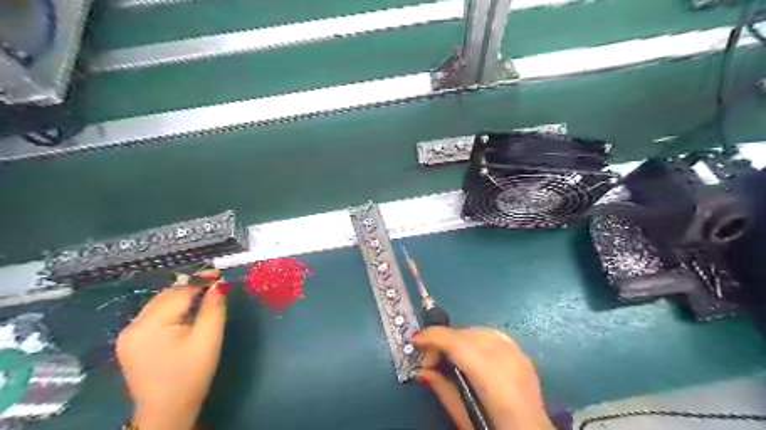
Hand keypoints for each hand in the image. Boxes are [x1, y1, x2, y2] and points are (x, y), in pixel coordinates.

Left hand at [114, 271, 225, 427]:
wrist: (166, 411)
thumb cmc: (191, 374)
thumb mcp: (208, 339)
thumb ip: (213, 308)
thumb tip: (218, 284)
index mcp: (150, 324)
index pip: (179, 292)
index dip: (200, 281)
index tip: (219, 274)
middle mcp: (133, 325)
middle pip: (166, 295)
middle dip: (190, 287)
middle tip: (214, 285)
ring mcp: (127, 334)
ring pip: (158, 304)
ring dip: (181, 297)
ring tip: (203, 297)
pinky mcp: (130, 342)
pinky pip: (153, 315)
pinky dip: (171, 309)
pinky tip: (185, 314)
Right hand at [414, 326, 557, 429]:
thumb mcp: (463, 417)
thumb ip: (442, 388)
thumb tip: (421, 370)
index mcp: (491, 376)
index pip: (456, 343)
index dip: (432, 337)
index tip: (415, 340)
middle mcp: (506, 357)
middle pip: (466, 334)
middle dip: (443, 340)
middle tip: (430, 360)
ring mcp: (518, 354)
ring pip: (479, 330)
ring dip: (459, 339)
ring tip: (450, 357)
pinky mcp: (523, 355)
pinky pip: (494, 336)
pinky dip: (476, 339)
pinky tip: (471, 354)